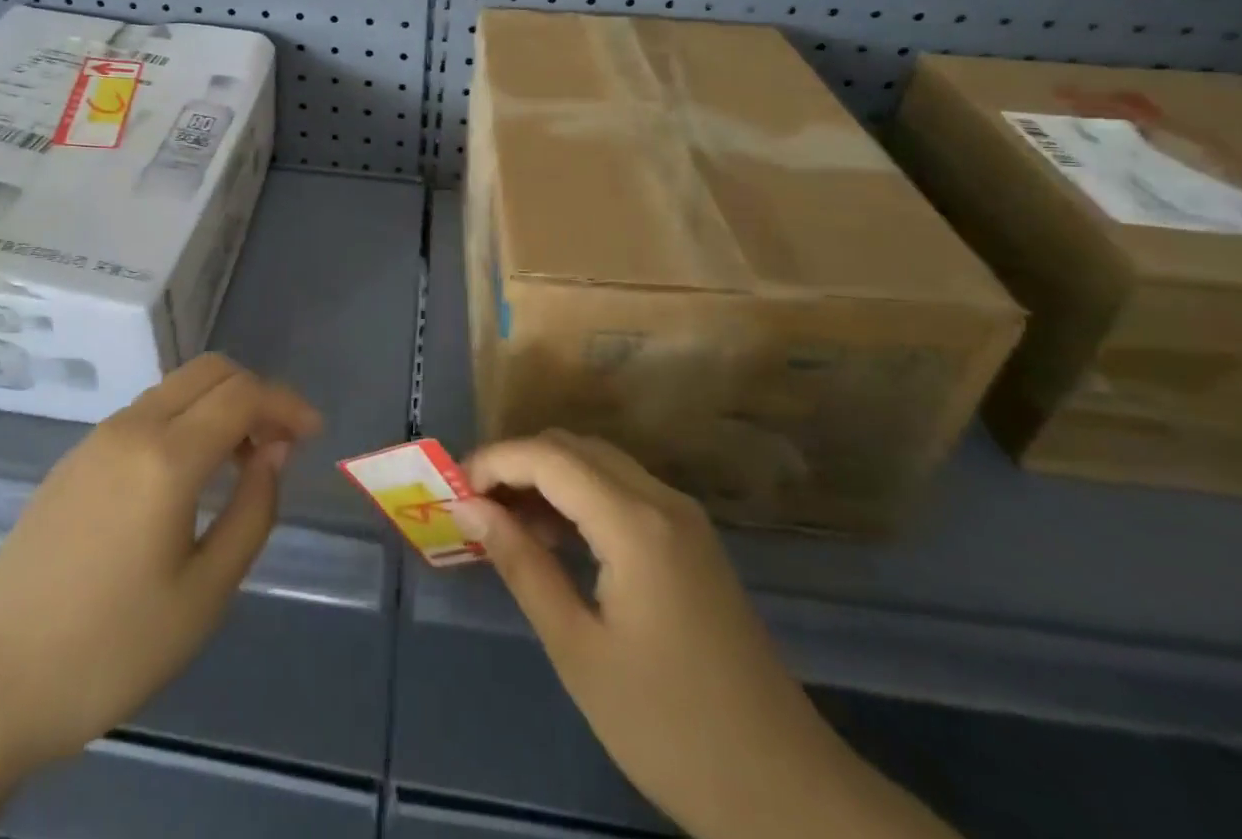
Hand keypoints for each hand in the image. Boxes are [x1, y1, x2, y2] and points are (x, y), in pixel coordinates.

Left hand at [0, 353, 321, 769]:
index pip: (243, 394)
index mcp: (165, 456)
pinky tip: (186, 475)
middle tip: (280, 442)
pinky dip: (183, 420)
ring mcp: (95, 439)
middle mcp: (130, 427)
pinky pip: (145, 414)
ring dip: (218, 405)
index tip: (314, 434)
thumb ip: (253, 510)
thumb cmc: (110, 650)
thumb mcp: (204, 594)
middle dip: (255, 392)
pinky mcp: (73, 460)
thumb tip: (273, 449)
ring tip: (240, 462)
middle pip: (209, 371)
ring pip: (175, 388)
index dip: (286, 404)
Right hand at [456, 432, 954, 838]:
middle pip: (573, 447)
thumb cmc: (669, 727)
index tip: (454, 490)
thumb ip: (522, 565)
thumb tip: (470, 508)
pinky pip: (622, 491)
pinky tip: (556, 540)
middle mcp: (663, 501)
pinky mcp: (692, 541)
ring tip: (506, 524)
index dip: (495, 461)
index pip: (548, 456)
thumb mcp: (578, 650)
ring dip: (547, 479)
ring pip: (598, 463)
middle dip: (518, 464)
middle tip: (476, 506)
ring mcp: (683, 519)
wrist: (787, 794)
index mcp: (635, 523)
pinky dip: (579, 498)